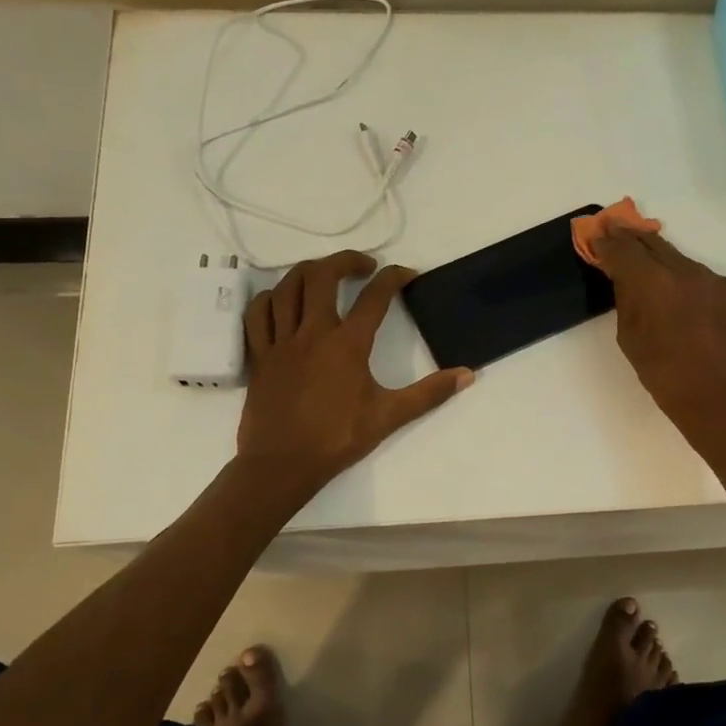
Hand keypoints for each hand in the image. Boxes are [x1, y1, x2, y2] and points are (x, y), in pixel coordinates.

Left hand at [237, 251, 472, 494]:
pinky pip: (258, 313)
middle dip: (346, 260)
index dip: (393, 278)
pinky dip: (271, 298)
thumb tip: (467, 375)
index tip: (406, 275)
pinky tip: (282, 301)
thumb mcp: (389, 416)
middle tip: (364, 267)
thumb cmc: (337, 439)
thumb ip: (429, 393)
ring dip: (308, 272)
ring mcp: (281, 341)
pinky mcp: (260, 355)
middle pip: (323, 275)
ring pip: (287, 287)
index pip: (374, 296)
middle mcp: (312, 332)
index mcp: (347, 344)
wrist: (282, 464)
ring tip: (325, 276)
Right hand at [586, 228, 725, 442]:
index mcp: (654, 283)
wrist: (722, 400)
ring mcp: (712, 279)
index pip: (623, 250)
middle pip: (652, 243)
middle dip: (630, 237)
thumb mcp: (631, 339)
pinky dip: (682, 278)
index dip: (606, 242)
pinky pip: (699, 276)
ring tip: (644, 262)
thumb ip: (626, 300)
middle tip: (614, 229)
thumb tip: (625, 278)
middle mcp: (685, 271)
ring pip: (678, 258)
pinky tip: (677, 293)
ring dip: (658, 258)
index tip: (596, 236)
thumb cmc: (665, 377)